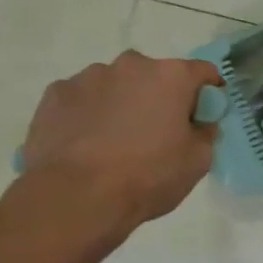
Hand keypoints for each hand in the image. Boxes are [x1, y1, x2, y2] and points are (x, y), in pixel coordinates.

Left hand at [19, 52, 220, 230]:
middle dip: (159, 97)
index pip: (202, 72)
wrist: (77, 197)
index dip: (208, 93)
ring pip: (115, 85)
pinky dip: (88, 113)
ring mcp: (88, 77)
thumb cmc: (148, 176)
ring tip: (114, 141)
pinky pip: (81, 99)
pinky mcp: (54, 95)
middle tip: (157, 132)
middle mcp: (130, 65)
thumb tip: (198, 123)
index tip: (203, 116)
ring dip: (122, 103)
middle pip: (155, 75)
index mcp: (171, 76)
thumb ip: (204, 132)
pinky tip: (85, 143)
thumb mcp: (198, 161)